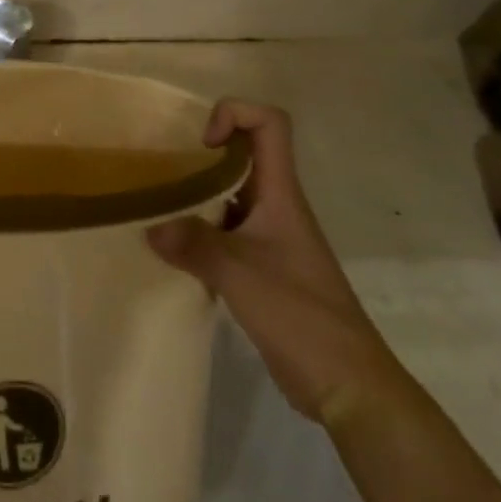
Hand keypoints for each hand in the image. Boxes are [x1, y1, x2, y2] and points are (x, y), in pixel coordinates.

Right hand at [147, 101, 406, 425]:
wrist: (349, 386)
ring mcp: (271, 237)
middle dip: (203, 152)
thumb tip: (151, 229)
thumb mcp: (240, 275)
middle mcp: (277, 207)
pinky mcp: (263, 268)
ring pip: (231, 194)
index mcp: (281, 195)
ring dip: (196, 194)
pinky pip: (225, 230)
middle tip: (164, 171)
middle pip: (245, 154)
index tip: (202, 144)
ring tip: (159, 207)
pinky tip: (175, 251)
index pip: (270, 124)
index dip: (234, 115)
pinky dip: (199, 231)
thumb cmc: (301, 316)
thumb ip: (194, 245)